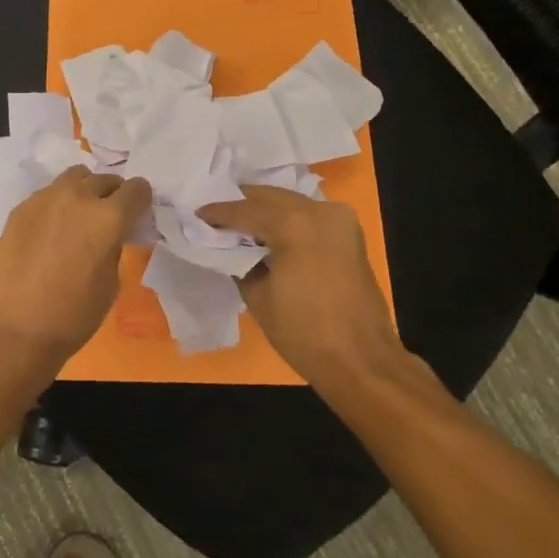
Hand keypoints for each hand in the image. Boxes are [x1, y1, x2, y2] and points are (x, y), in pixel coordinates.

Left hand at [0, 166, 153, 380]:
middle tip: (108, 219)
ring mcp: (45, 198)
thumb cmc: (72, 315)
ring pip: (74, 177)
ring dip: (84, 191)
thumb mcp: (111, 284)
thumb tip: (110, 236)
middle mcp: (78, 197)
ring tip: (79, 216)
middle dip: (113, 195)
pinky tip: (51, 230)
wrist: (14, 328)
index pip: (137, 189)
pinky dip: (58, 203)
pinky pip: (48, 194)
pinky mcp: (21, 208)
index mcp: (108, 217)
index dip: (141, 201)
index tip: (137, 215)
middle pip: (105, 179)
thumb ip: (114, 247)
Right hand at [198, 185, 411, 391]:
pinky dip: (286, 217)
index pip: (245, 209)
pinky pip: (308, 213)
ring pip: (290, 201)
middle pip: (269, 197)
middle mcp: (318, 211)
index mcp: (293, 225)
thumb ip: (238, 261)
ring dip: (264, 209)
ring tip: (239, 224)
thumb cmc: (303, 333)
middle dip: (241, 205)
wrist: (361, 360)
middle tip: (215, 218)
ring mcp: (339, 219)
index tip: (196, 215)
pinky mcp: (349, 232)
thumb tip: (227, 247)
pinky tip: (268, 231)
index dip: (218, 213)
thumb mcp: (257, 297)